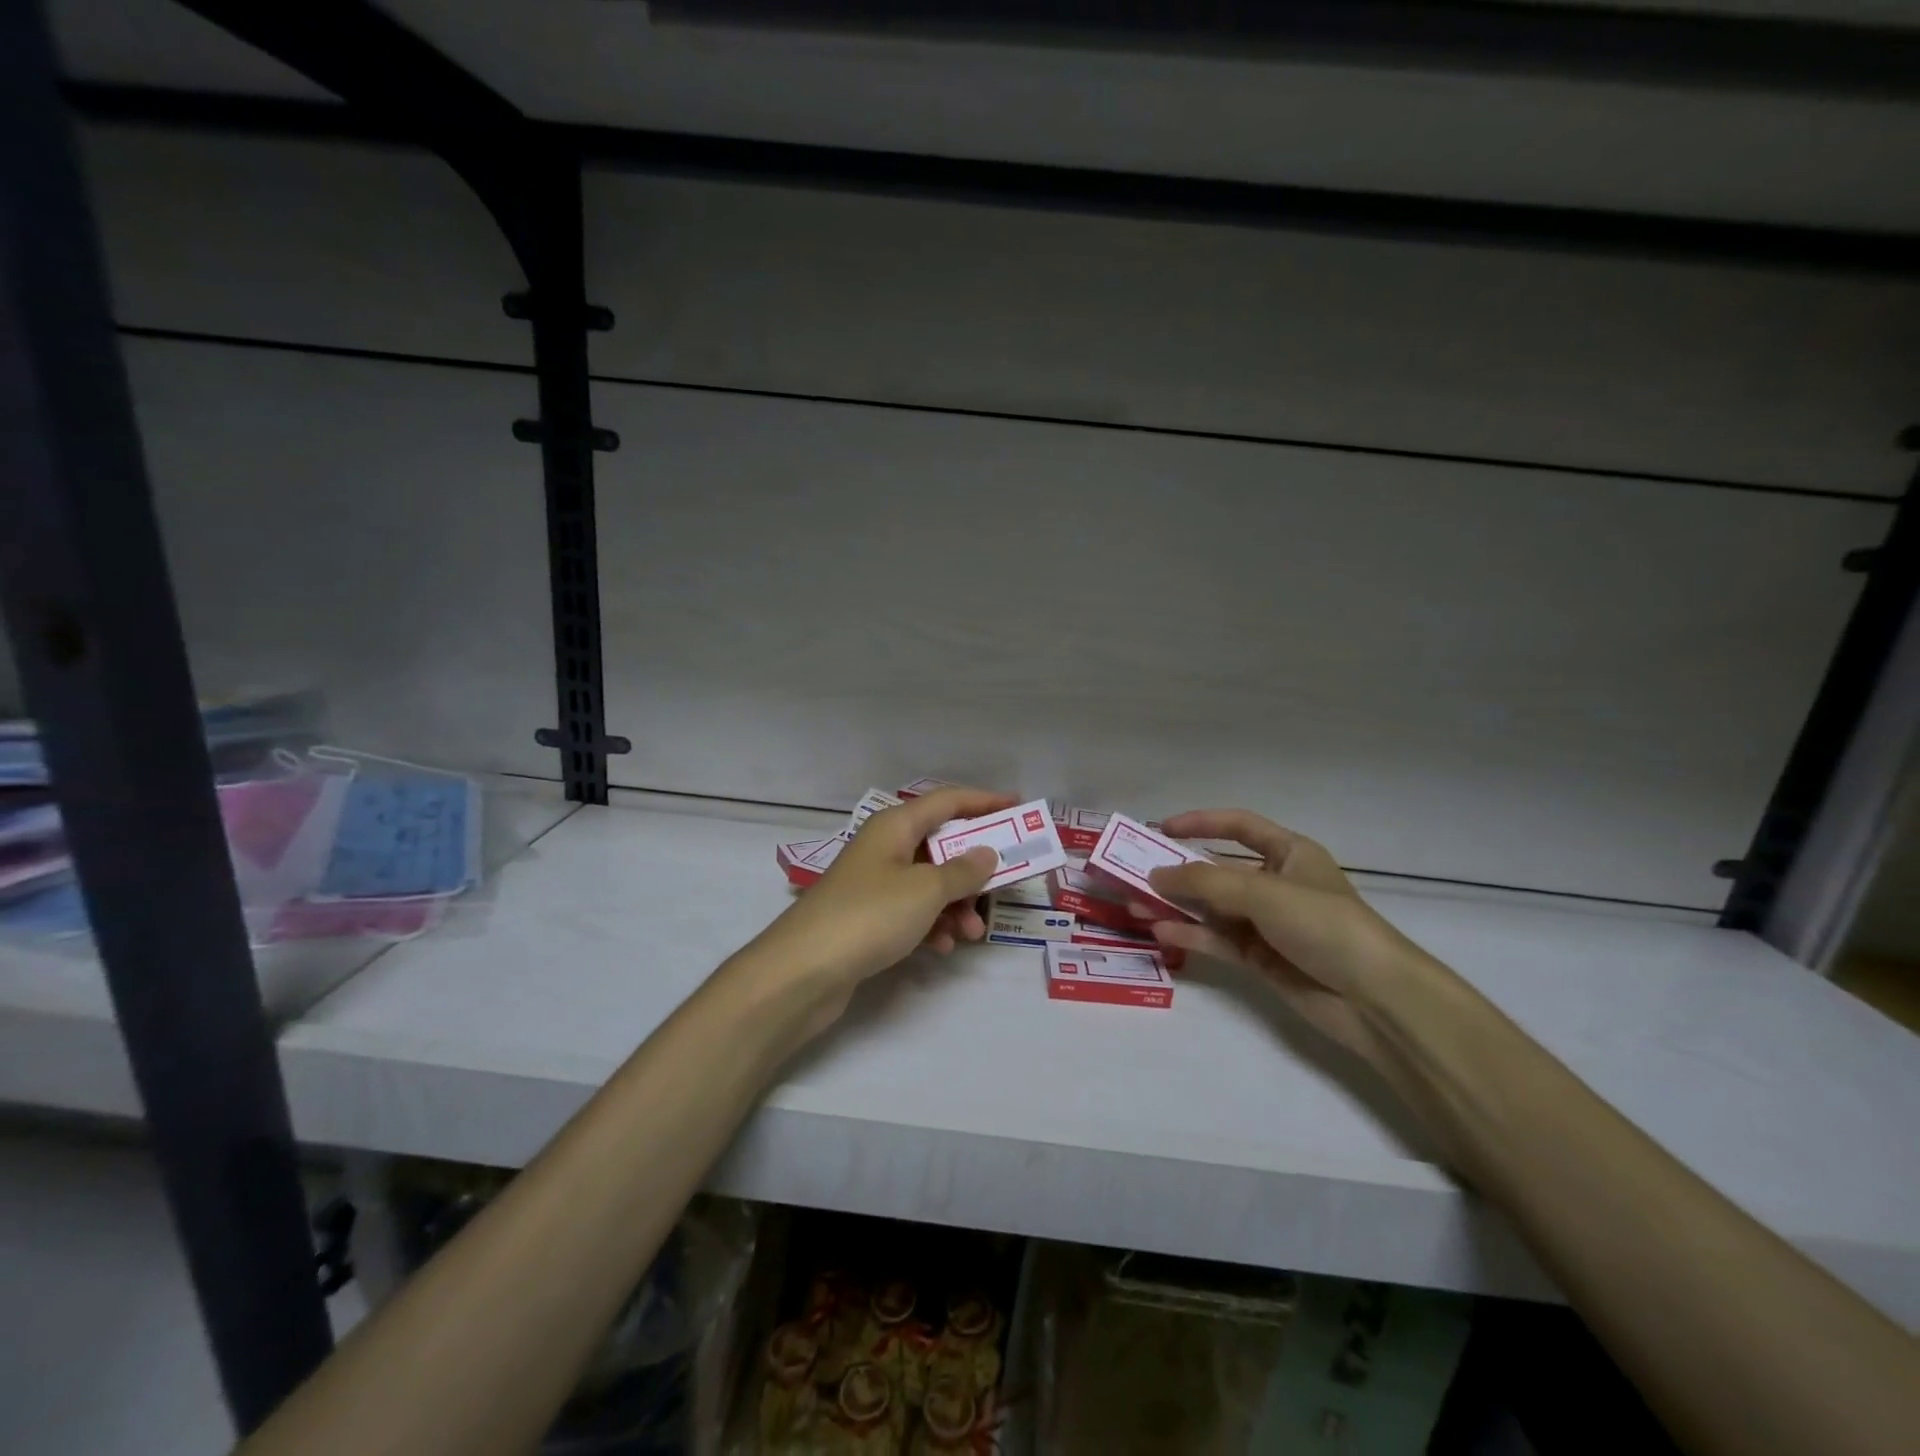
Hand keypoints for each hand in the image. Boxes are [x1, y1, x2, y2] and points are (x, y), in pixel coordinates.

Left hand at [742, 786, 1012, 1024]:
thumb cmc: (869, 916)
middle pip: (940, 844)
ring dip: (956, 903)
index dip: (984, 800)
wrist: (802, 972)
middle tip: (1004, 884)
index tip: (1018, 805)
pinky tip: (942, 947)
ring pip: (929, 882)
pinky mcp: (868, 917)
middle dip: (974, 867)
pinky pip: (913, 911)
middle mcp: (884, 847)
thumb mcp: (925, 890)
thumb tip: (986, 853)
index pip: (947, 801)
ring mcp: (874, 883)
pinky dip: (932, 923)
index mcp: (895, 826)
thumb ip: (962, 871)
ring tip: (973, 932)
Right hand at [1131, 810, 1439, 1074]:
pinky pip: (1217, 940)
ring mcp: (1267, 924)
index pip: (1239, 827)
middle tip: (1135, 873)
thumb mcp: (1263, 893)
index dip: (1201, 823)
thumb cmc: (1324, 925)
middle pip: (1218, 870)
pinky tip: (1160, 932)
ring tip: (1134, 905)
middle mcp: (1276, 884)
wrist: (1374, 998)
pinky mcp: (1261, 959)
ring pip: (1212, 908)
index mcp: (1289, 853)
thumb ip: (1205, 882)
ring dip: (1176, 906)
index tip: (1161, 829)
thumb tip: (1155, 875)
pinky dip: (1190, 935)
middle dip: (1178, 871)